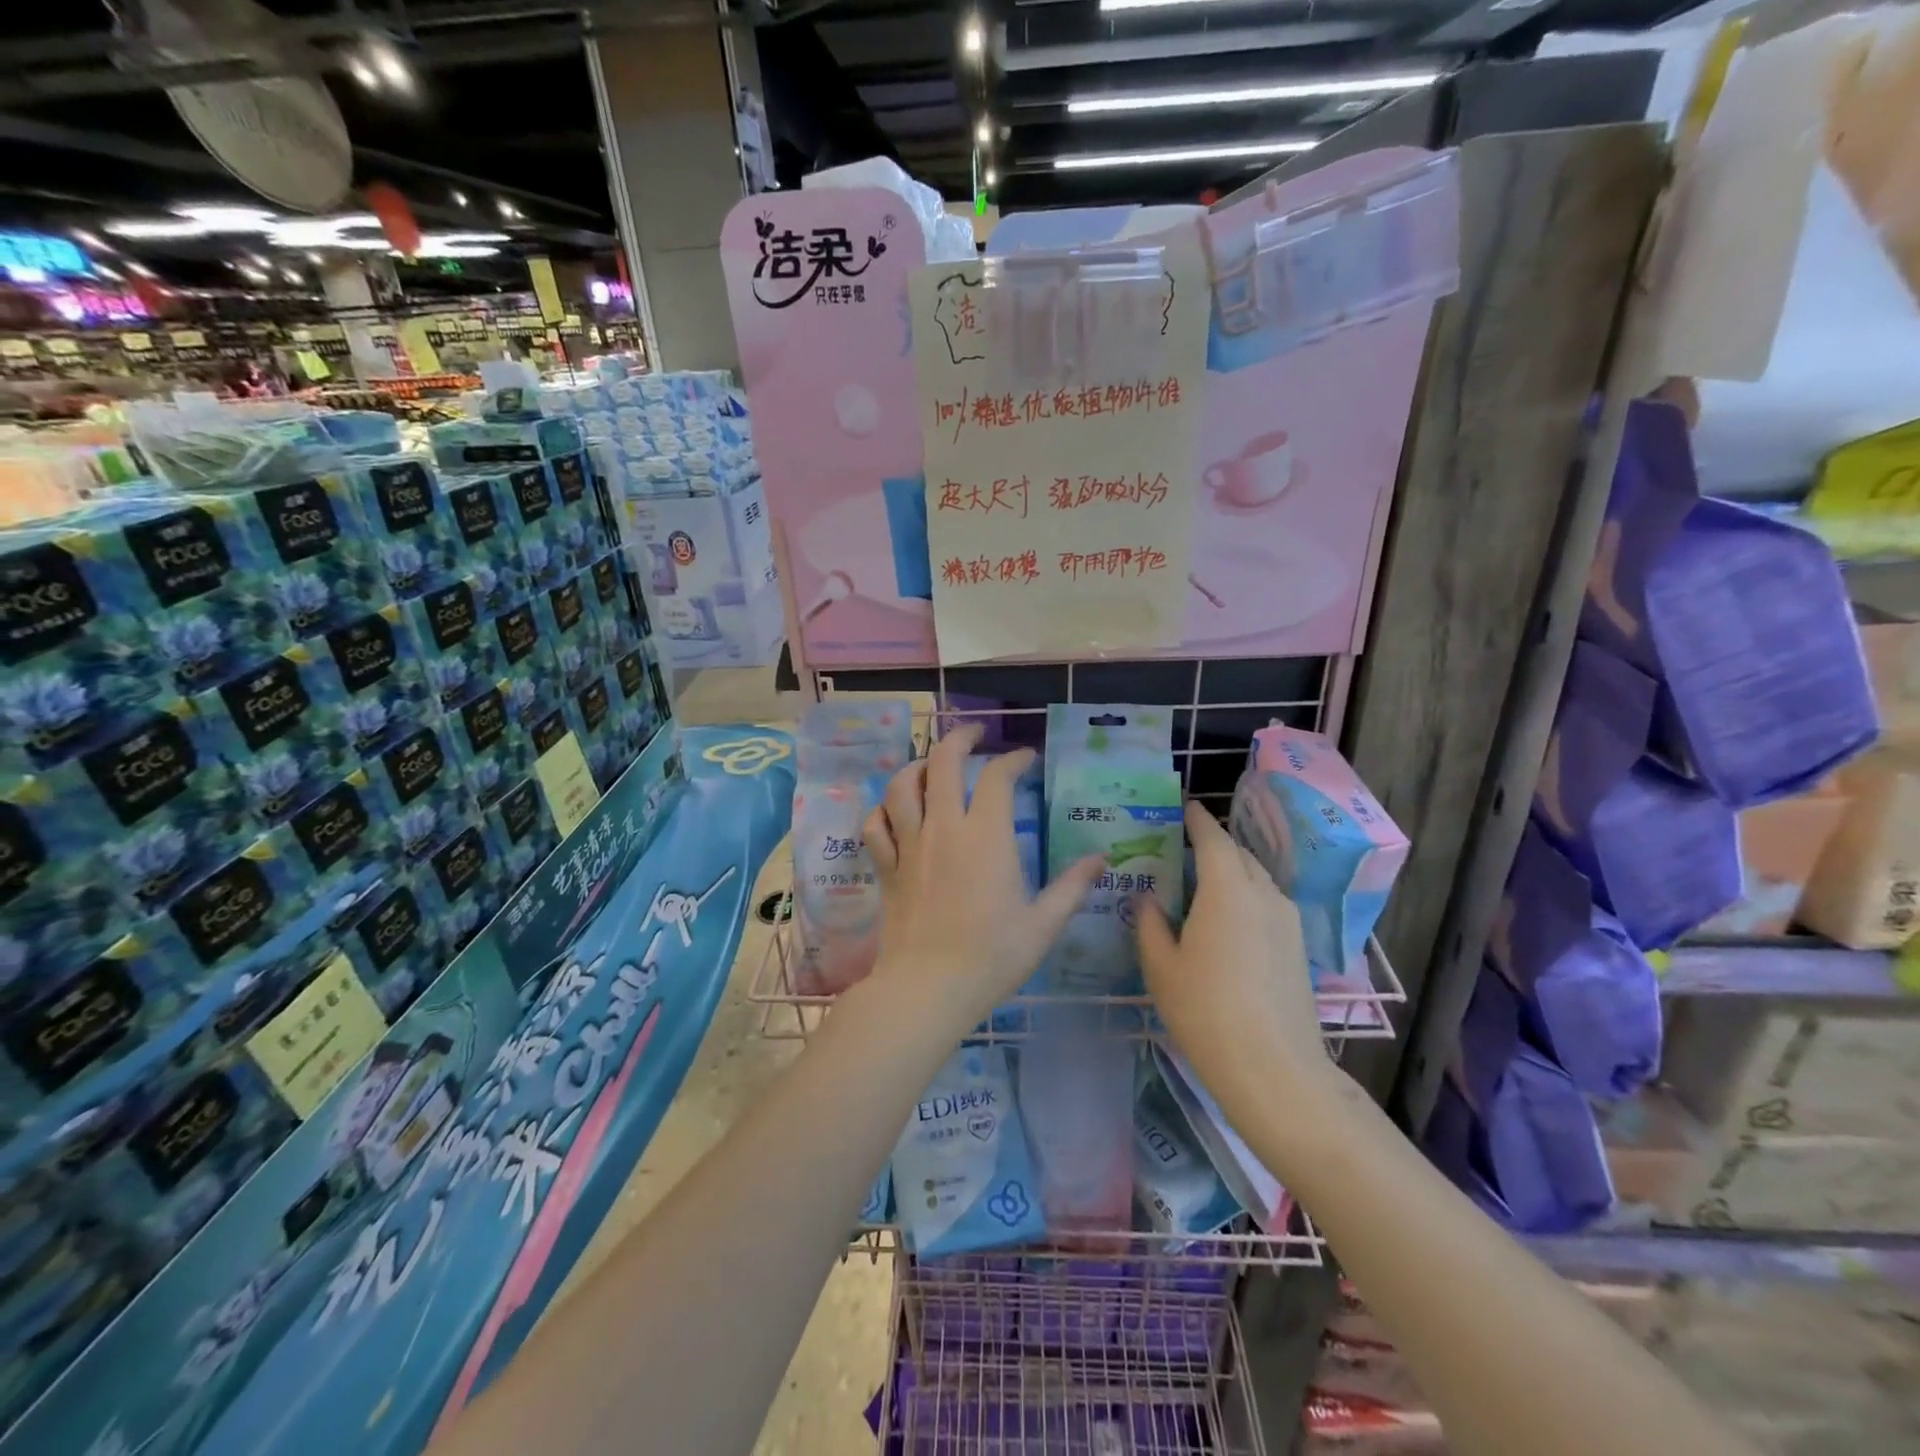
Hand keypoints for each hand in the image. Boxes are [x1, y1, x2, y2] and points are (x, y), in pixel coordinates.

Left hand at [863, 723, 1100, 1033]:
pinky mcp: (887, 867)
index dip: (1013, 759)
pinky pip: (876, 825)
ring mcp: (910, 845)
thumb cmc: (991, 957)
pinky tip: (894, 811)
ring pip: (903, 786)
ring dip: (917, 767)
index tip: (1025, 758)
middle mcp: (944, 828)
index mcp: (986, 836)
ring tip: (932, 765)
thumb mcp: (1042, 925)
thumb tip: (1101, 860)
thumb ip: (1071, 887)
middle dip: (960, 739)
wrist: (928, 988)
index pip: (998, 777)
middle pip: (943, 763)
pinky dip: (883, 809)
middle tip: (975, 735)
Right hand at [1136, 802, 1336, 1118]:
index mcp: (1227, 889)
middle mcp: (1263, 894)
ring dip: (1233, 872)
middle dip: (1214, 845)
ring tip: (1204, 883)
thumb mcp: (1161, 967)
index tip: (1184, 807)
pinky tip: (1228, 920)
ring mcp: (1288, 921)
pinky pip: (1269, 903)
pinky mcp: (1298, 947)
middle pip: (1239, 855)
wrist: (1274, 1069)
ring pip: (1258, 879)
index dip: (1197, 820)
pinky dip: (1247, 896)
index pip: (1213, 839)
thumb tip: (1148, 898)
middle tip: (1184, 848)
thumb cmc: (1205, 1011)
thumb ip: (1150, 924)